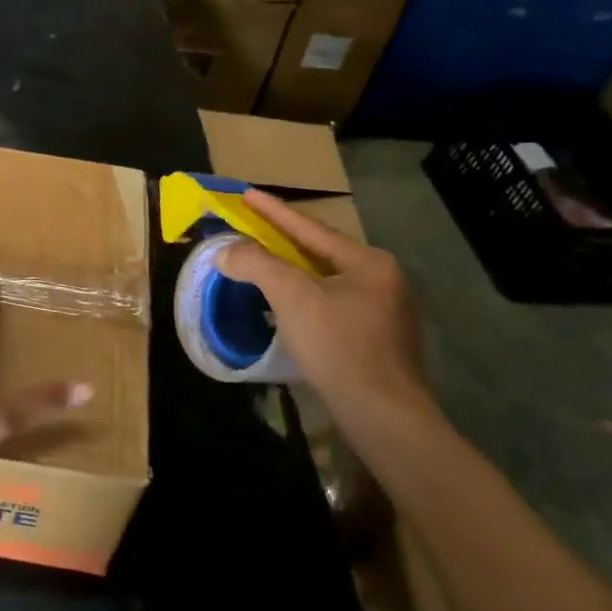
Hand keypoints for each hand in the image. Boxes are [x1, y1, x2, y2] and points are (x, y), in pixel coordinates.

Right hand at [216, 190, 438, 439]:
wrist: (384, 417)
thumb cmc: (339, 347)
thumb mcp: (291, 297)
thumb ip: (256, 265)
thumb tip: (226, 252)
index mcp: (368, 262)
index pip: (310, 229)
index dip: (274, 211)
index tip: (247, 193)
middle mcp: (383, 280)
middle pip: (320, 253)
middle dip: (282, 242)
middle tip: (250, 230)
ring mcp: (384, 312)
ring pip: (326, 281)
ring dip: (291, 273)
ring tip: (261, 266)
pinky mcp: (377, 340)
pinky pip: (332, 306)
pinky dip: (304, 299)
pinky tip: (285, 307)